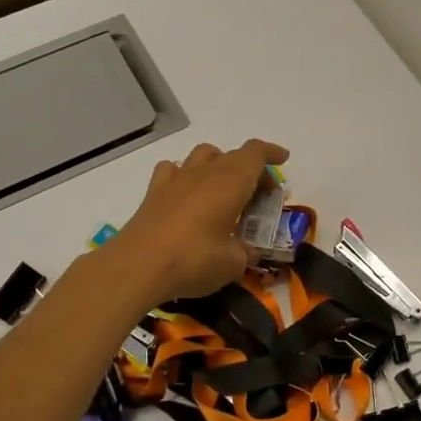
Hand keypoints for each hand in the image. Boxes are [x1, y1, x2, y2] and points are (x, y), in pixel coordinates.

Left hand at [111, 139, 289, 303]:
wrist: (137, 266)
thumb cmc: (194, 260)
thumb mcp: (233, 263)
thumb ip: (245, 252)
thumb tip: (246, 251)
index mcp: (231, 181)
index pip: (256, 153)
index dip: (271, 153)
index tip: (283, 159)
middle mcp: (205, 172)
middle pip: (232, 155)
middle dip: (250, 169)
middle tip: (258, 193)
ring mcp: (176, 179)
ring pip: (202, 155)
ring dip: (218, 165)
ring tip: (223, 189)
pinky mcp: (153, 193)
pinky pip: (173, 170)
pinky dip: (185, 175)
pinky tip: (186, 193)